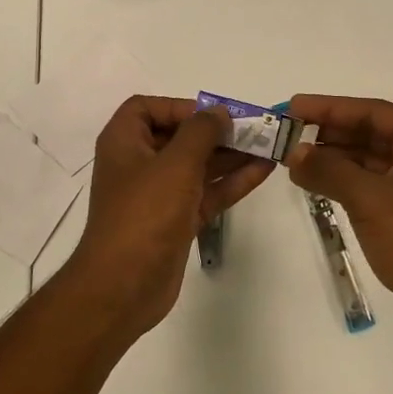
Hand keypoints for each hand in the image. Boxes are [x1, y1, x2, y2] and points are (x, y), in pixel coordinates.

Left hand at [66, 97, 273, 333]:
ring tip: (268, 147)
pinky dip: (231, 182)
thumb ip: (201, 131)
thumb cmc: (144, 214)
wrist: (123, 287)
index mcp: (124, 143)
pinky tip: (263, 172)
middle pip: (180, 137)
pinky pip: (206, 193)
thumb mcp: (175, 164)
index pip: (148, 108)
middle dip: (217, 132)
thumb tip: (219, 112)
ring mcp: (158, 195)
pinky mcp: (176, 221)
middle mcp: (139, 164)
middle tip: (254, 129)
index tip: (212, 115)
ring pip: (198, 166)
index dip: (180, 107)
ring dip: (230, 156)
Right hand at [284, 95, 392, 339]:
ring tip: (293, 158)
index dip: (329, 108)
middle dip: (329, 132)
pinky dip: (345, 179)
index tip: (293, 107)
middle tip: (288, 132)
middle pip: (371, 131)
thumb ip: (328, 169)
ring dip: (334, 157)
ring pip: (370, 157)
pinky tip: (315, 180)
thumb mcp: (368, 199)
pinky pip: (373, 181)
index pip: (373, 112)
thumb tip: (293, 153)